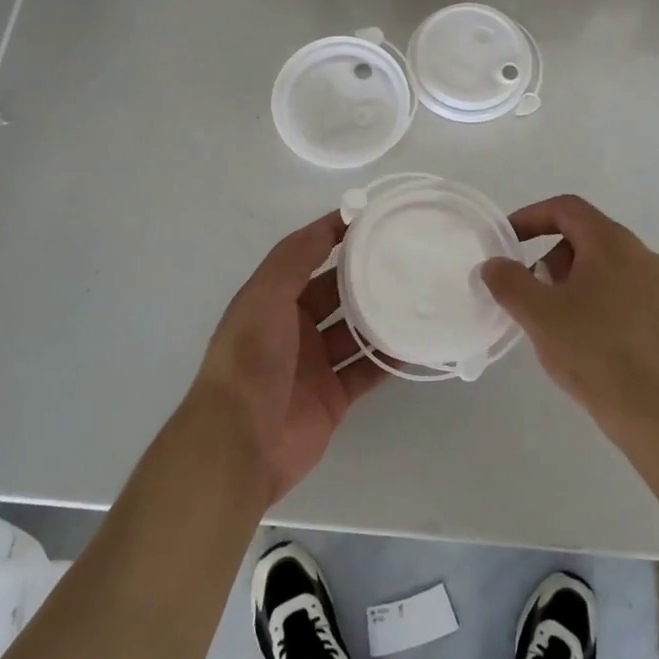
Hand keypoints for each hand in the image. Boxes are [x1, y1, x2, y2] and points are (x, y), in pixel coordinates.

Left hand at [191, 211, 387, 504]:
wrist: (241, 442)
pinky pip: (365, 371)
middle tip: (405, 257)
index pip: (307, 256)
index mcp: (271, 300)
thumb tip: (332, 222)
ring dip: (380, 317)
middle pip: (335, 293)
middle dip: (364, 276)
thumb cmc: (250, 358)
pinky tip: (414, 343)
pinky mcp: (333, 397)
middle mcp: (292, 328)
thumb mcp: (266, 295)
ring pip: (354, 332)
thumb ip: (296, 257)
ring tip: (417, 296)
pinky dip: (387, 360)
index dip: (334, 236)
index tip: (371, 217)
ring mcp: (314, 364)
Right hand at [479, 195, 658, 441]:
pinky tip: (591, 342)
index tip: (509, 241)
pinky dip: (601, 302)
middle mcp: (643, 255)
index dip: (532, 217)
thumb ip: (509, 282)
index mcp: (612, 243)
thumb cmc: (595, 353)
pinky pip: (628, 294)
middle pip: (588, 237)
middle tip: (533, 293)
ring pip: (608, 267)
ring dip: (576, 282)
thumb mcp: (539, 316)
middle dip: (553, 258)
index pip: (567, 209)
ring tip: (559, 323)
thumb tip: (493, 264)